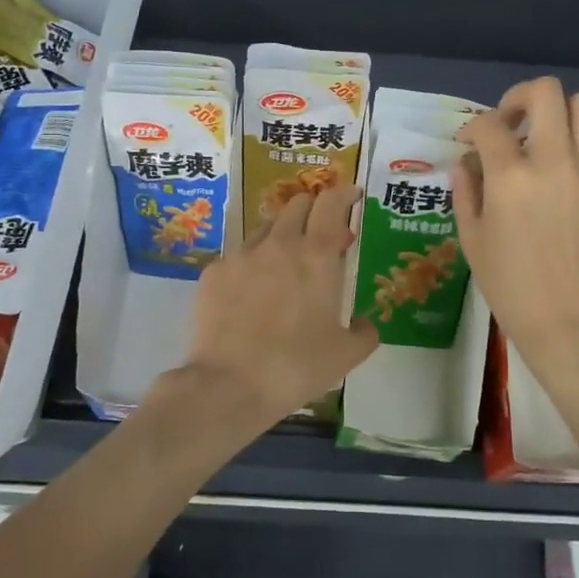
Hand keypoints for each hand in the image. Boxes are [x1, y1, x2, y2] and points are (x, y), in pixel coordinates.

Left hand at [180, 184, 379, 436]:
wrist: (229, 384)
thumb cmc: (297, 367)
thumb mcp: (346, 355)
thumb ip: (365, 332)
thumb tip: (365, 323)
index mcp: (317, 255)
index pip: (331, 203)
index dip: (344, 193)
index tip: (352, 195)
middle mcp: (279, 244)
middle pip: (297, 204)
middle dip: (314, 208)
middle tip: (322, 231)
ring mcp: (241, 255)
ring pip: (266, 227)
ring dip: (282, 233)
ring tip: (286, 261)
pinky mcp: (213, 273)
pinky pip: (238, 256)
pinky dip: (252, 264)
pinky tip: (251, 292)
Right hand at [453, 78, 578, 375]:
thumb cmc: (515, 292)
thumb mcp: (474, 243)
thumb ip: (466, 193)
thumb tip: (466, 163)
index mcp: (511, 178)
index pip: (489, 125)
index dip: (473, 127)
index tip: (470, 142)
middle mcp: (557, 161)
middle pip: (546, 93)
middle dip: (520, 99)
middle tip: (513, 123)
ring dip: (561, 115)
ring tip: (551, 141)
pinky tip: (578, 167)